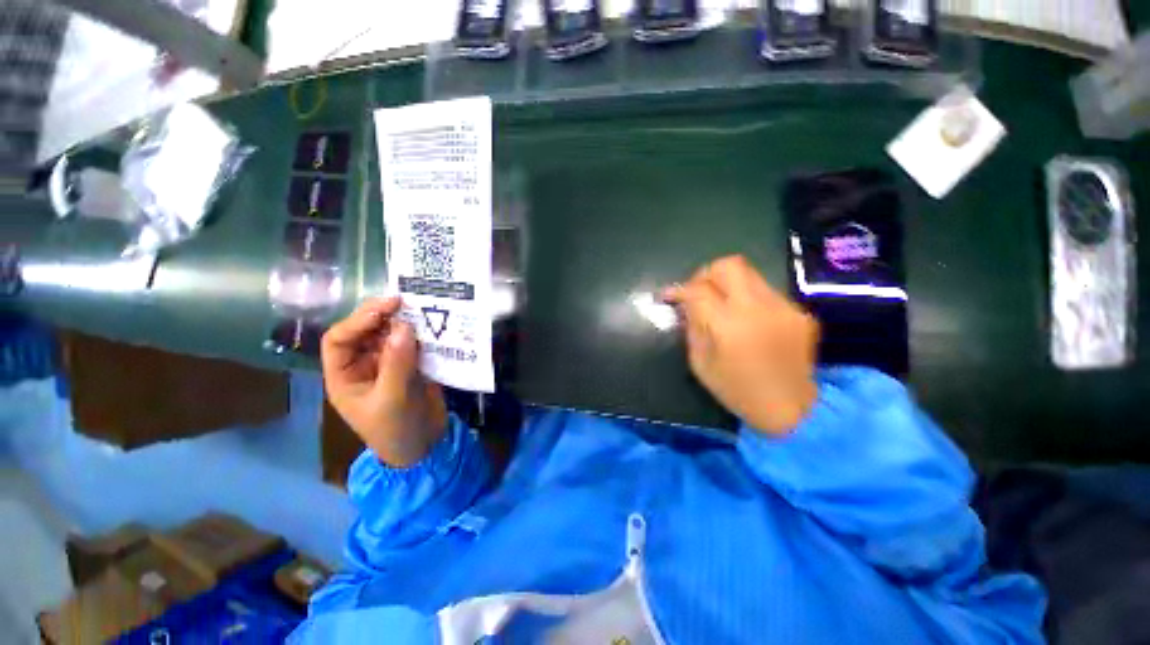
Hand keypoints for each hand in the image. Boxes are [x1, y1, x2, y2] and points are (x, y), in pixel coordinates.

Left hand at [322, 297, 447, 466]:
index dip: (359, 320)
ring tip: (421, 309)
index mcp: (346, 375)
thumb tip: (403, 326)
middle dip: (382, 316)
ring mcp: (390, 364)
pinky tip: (434, 326)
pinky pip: (415, 344)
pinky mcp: (413, 366)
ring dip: (405, 322)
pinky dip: (423, 334)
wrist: (425, 446)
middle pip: (367, 332)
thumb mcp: (393, 399)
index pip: (340, 339)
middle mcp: (365, 365)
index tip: (387, 306)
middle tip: (405, 301)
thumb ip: (397, 363)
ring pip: (392, 335)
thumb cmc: (396, 429)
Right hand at [665, 255, 818, 435]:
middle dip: (706, 274)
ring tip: (721, 306)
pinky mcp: (799, 312)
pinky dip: (748, 300)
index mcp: (729, 326)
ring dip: (728, 285)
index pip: (699, 290)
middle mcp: (759, 308)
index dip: (679, 289)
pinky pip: (765, 293)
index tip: (669, 296)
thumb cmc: (737, 391)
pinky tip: (747, 321)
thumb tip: (686, 305)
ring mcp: (783, 307)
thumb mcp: (701, 363)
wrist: (792, 410)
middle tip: (698, 292)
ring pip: (749, 274)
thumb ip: (692, 327)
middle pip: (728, 266)